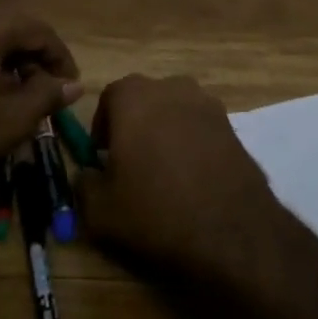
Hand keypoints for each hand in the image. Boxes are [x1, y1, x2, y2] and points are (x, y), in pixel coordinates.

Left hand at [0, 7, 81, 206]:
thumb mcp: (10, 121)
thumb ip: (47, 96)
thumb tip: (75, 85)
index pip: (39, 30)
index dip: (61, 58)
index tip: (72, 88)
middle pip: (17, 28)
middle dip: (40, 58)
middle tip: (54, 91)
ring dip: (18, 62)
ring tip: (30, 97)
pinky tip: (0, 96)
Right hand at [73, 74, 278, 286]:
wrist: (231, 230)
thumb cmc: (156, 210)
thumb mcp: (101, 210)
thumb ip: (84, 184)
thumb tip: (87, 173)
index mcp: (134, 96)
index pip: (110, 97)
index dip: (102, 126)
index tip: (102, 156)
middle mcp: (172, 88)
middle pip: (145, 100)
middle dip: (135, 125)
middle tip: (131, 164)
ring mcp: (208, 104)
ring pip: (175, 111)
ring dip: (166, 131)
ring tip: (164, 171)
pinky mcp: (233, 125)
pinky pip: (201, 128)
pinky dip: (193, 144)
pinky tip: (193, 177)